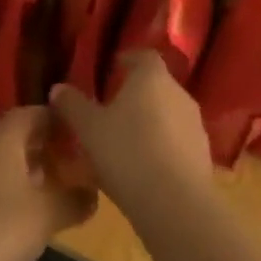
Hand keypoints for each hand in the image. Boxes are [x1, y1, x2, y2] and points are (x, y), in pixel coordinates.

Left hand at [0, 107, 96, 260]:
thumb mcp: (47, 215)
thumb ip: (74, 200)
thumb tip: (92, 192)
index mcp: (1, 141)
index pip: (30, 113)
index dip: (55, 118)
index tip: (79, 130)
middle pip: (15, 136)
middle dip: (44, 145)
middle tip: (73, 160)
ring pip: (1, 161)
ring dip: (27, 169)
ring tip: (54, 188)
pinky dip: (10, 188)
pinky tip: (24, 214)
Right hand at [49, 51, 213, 221]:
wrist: (175, 204)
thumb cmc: (126, 152)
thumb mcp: (88, 128)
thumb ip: (72, 105)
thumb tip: (58, 88)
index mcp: (152, 79)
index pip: (144, 56)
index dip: (129, 60)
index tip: (113, 68)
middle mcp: (179, 95)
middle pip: (157, 86)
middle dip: (135, 95)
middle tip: (111, 109)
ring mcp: (195, 127)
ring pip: (168, 116)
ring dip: (148, 124)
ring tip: (124, 143)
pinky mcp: (203, 157)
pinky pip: (176, 143)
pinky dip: (160, 148)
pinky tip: (141, 169)